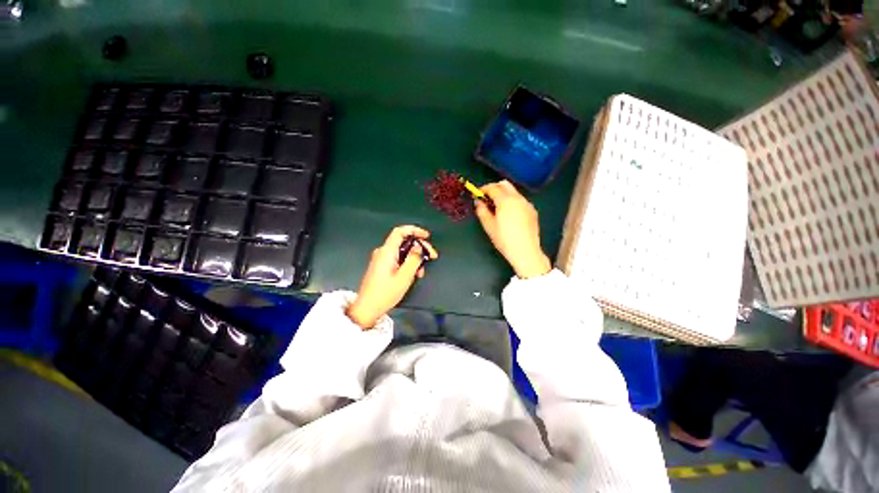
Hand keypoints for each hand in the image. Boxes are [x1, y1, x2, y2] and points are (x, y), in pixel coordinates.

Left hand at [346, 225, 438, 328]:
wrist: (367, 308)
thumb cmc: (385, 293)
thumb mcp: (404, 276)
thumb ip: (413, 259)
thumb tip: (418, 247)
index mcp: (387, 252)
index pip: (400, 231)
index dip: (414, 230)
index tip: (426, 236)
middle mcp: (383, 252)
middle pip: (403, 241)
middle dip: (419, 247)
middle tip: (431, 256)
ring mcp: (381, 259)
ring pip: (402, 251)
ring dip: (414, 257)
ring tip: (422, 270)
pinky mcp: (381, 266)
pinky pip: (397, 258)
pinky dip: (407, 262)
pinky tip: (413, 273)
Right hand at [475, 180, 550, 278]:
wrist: (525, 251)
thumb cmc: (504, 239)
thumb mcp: (488, 226)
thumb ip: (481, 210)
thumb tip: (478, 202)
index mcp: (506, 201)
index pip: (493, 188)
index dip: (483, 189)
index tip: (478, 194)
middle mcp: (518, 198)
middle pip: (505, 184)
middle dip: (494, 188)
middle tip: (487, 198)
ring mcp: (527, 204)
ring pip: (513, 192)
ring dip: (504, 194)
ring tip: (497, 208)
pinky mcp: (532, 210)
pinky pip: (520, 200)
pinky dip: (512, 201)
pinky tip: (509, 214)